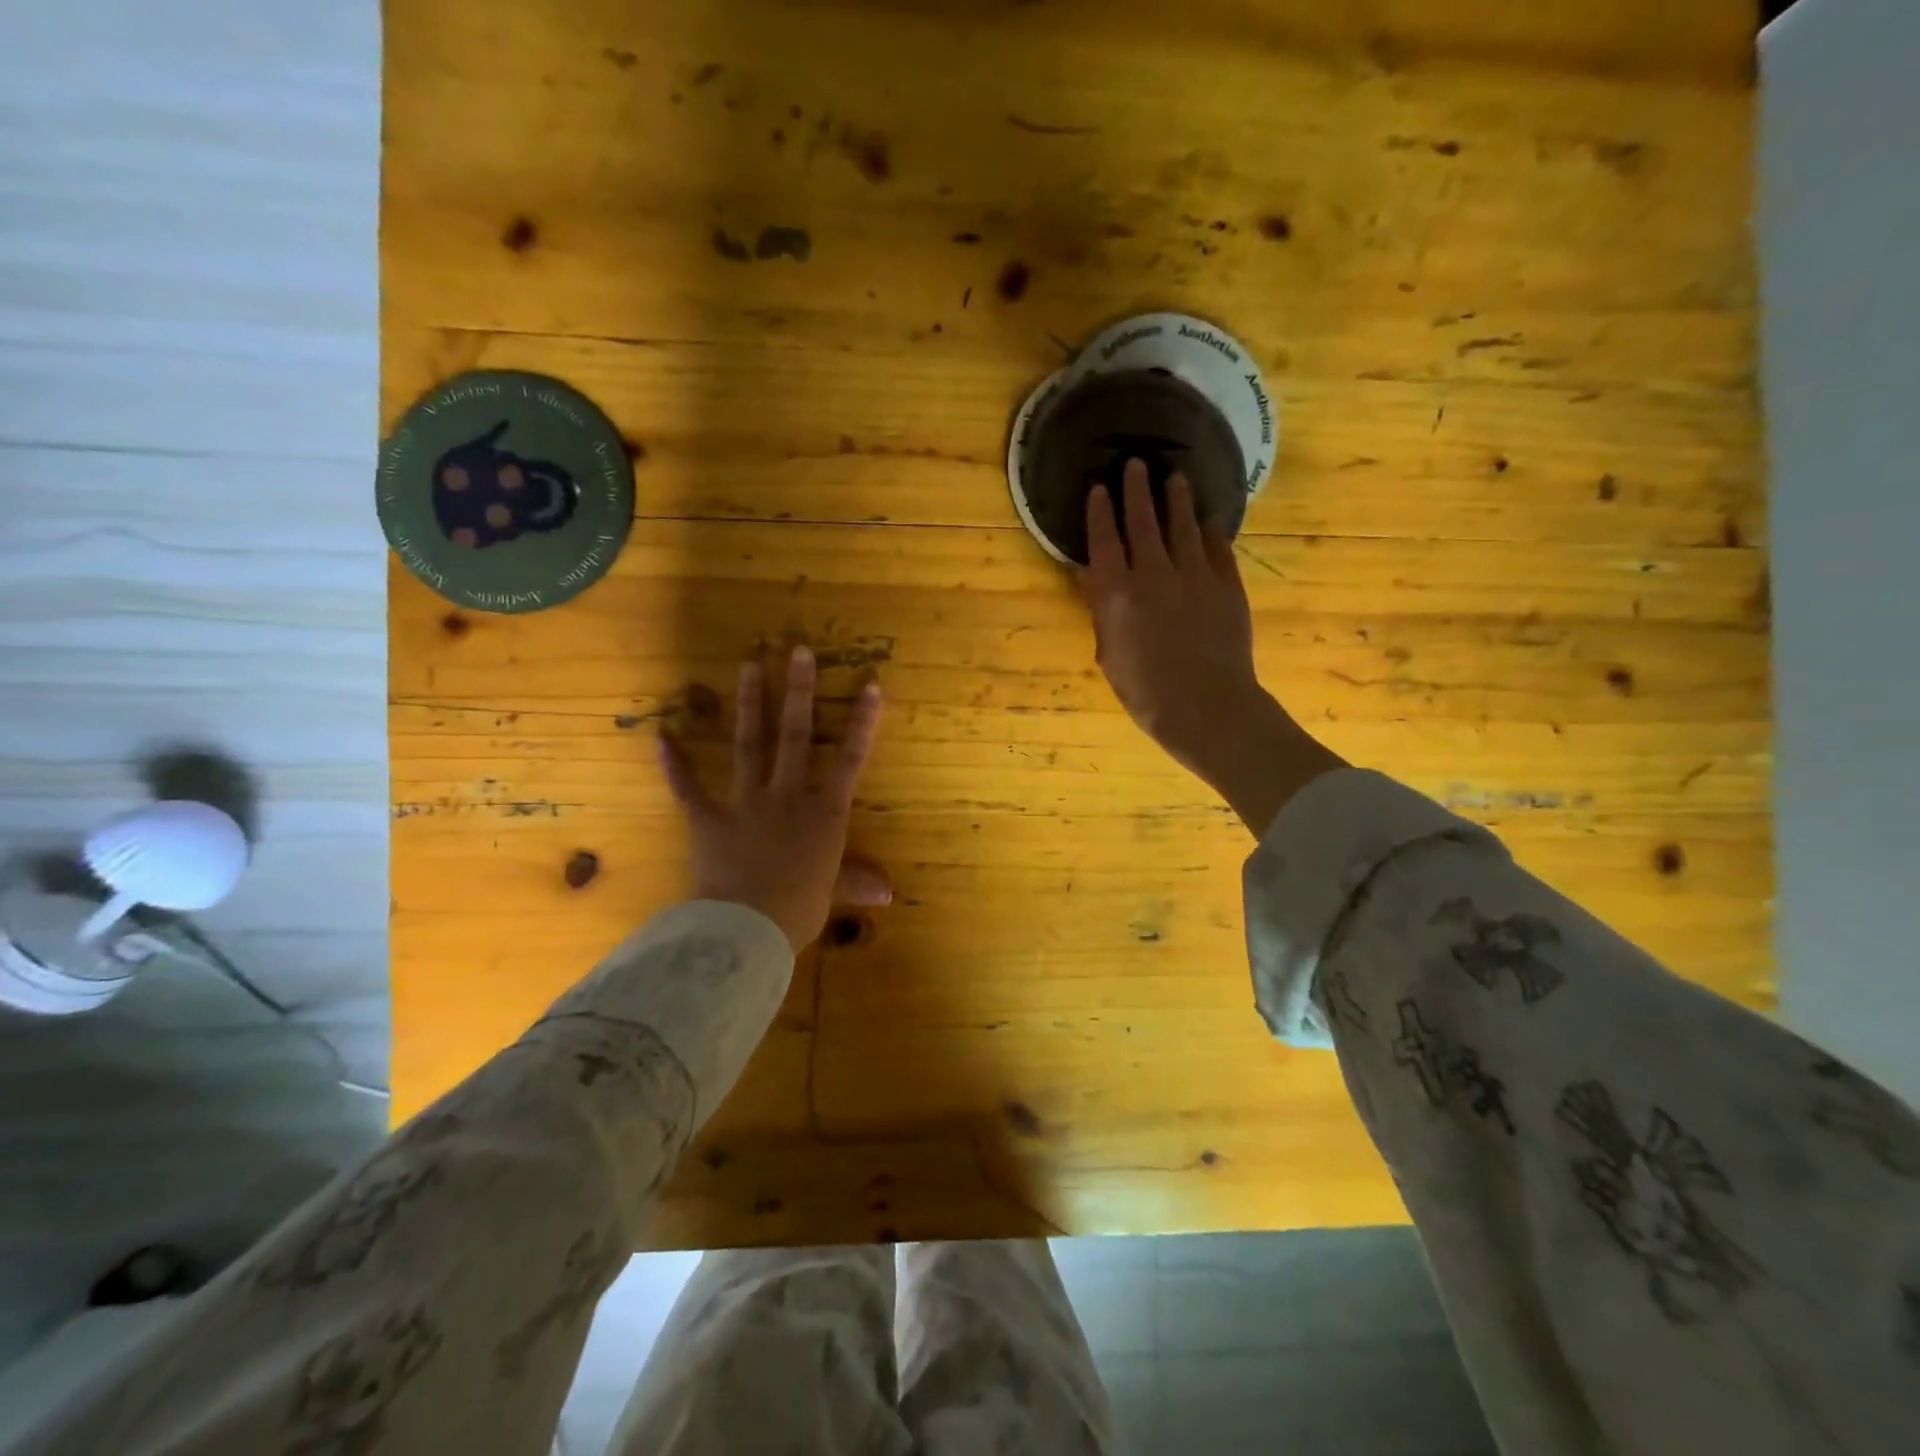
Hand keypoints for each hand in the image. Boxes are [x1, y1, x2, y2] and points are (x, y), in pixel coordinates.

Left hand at [658, 646, 889, 950]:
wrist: (746, 930)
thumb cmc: (798, 910)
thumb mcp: (831, 895)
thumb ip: (856, 883)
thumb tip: (888, 894)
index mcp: (824, 814)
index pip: (849, 759)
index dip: (862, 721)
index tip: (869, 684)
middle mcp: (787, 797)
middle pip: (794, 736)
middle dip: (798, 692)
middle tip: (797, 650)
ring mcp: (745, 804)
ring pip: (749, 746)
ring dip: (750, 705)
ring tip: (748, 666)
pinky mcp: (708, 820)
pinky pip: (689, 789)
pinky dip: (674, 764)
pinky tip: (661, 735)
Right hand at [1081, 459, 1344, 836]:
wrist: (1207, 707)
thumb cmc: (1146, 692)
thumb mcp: (1110, 655)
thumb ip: (1100, 611)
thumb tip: (1088, 575)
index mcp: (1119, 594)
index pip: (1105, 541)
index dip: (1100, 512)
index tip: (1099, 487)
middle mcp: (1155, 574)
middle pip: (1144, 522)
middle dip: (1137, 490)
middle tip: (1135, 463)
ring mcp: (1196, 576)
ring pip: (1184, 527)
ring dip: (1177, 500)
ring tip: (1175, 477)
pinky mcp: (1228, 586)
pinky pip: (1218, 549)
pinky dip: (1211, 531)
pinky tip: (1209, 520)